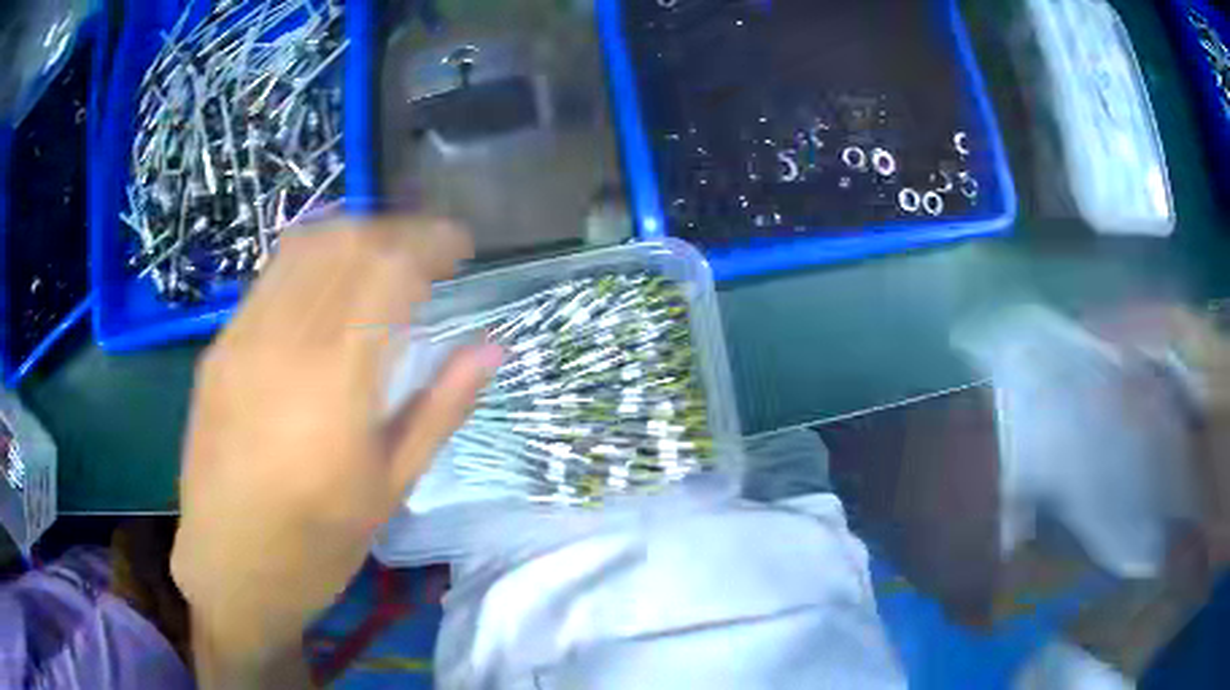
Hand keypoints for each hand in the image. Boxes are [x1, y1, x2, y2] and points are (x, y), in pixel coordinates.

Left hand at [171, 217, 500, 683]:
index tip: (461, 248)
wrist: (230, 569)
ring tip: (383, 254)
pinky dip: (311, 260)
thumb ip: (441, 408)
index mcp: (336, 384)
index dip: (433, 242)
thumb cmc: (317, 545)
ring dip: (353, 234)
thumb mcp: (391, 488)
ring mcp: (241, 339)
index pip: (390, 269)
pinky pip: (270, 278)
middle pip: (348, 243)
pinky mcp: (218, 348)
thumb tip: (490, 349)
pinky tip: (328, 283)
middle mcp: (284, 344)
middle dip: (398, 231)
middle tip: (428, 251)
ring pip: (304, 247)